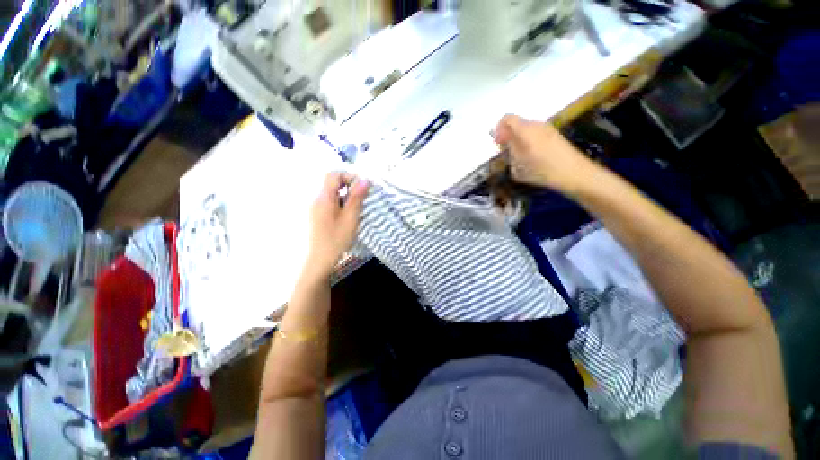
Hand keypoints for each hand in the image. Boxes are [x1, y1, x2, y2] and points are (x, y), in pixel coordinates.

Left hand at [303, 172, 369, 279]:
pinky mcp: (317, 214)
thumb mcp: (350, 218)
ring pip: (332, 192)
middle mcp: (317, 199)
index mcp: (324, 198)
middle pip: (332, 182)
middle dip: (349, 185)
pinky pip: (330, 201)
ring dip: (346, 194)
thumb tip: (365, 180)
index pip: (333, 174)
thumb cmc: (336, 239)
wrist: (319, 259)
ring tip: (357, 207)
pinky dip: (341, 202)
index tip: (362, 187)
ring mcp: (316, 207)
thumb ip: (357, 198)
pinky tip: (348, 214)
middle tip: (362, 197)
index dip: (349, 176)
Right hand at [494, 114, 598, 194]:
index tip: (499, 144)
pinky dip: (529, 143)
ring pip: (526, 130)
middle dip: (509, 136)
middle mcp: (536, 124)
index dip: (499, 130)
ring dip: (519, 140)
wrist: (574, 173)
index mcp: (525, 130)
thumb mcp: (518, 166)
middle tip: (507, 153)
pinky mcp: (555, 135)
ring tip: (520, 158)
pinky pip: (536, 134)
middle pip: (517, 124)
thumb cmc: (542, 171)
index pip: (506, 119)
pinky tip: (533, 159)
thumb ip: (509, 152)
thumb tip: (504, 143)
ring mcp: (548, 129)